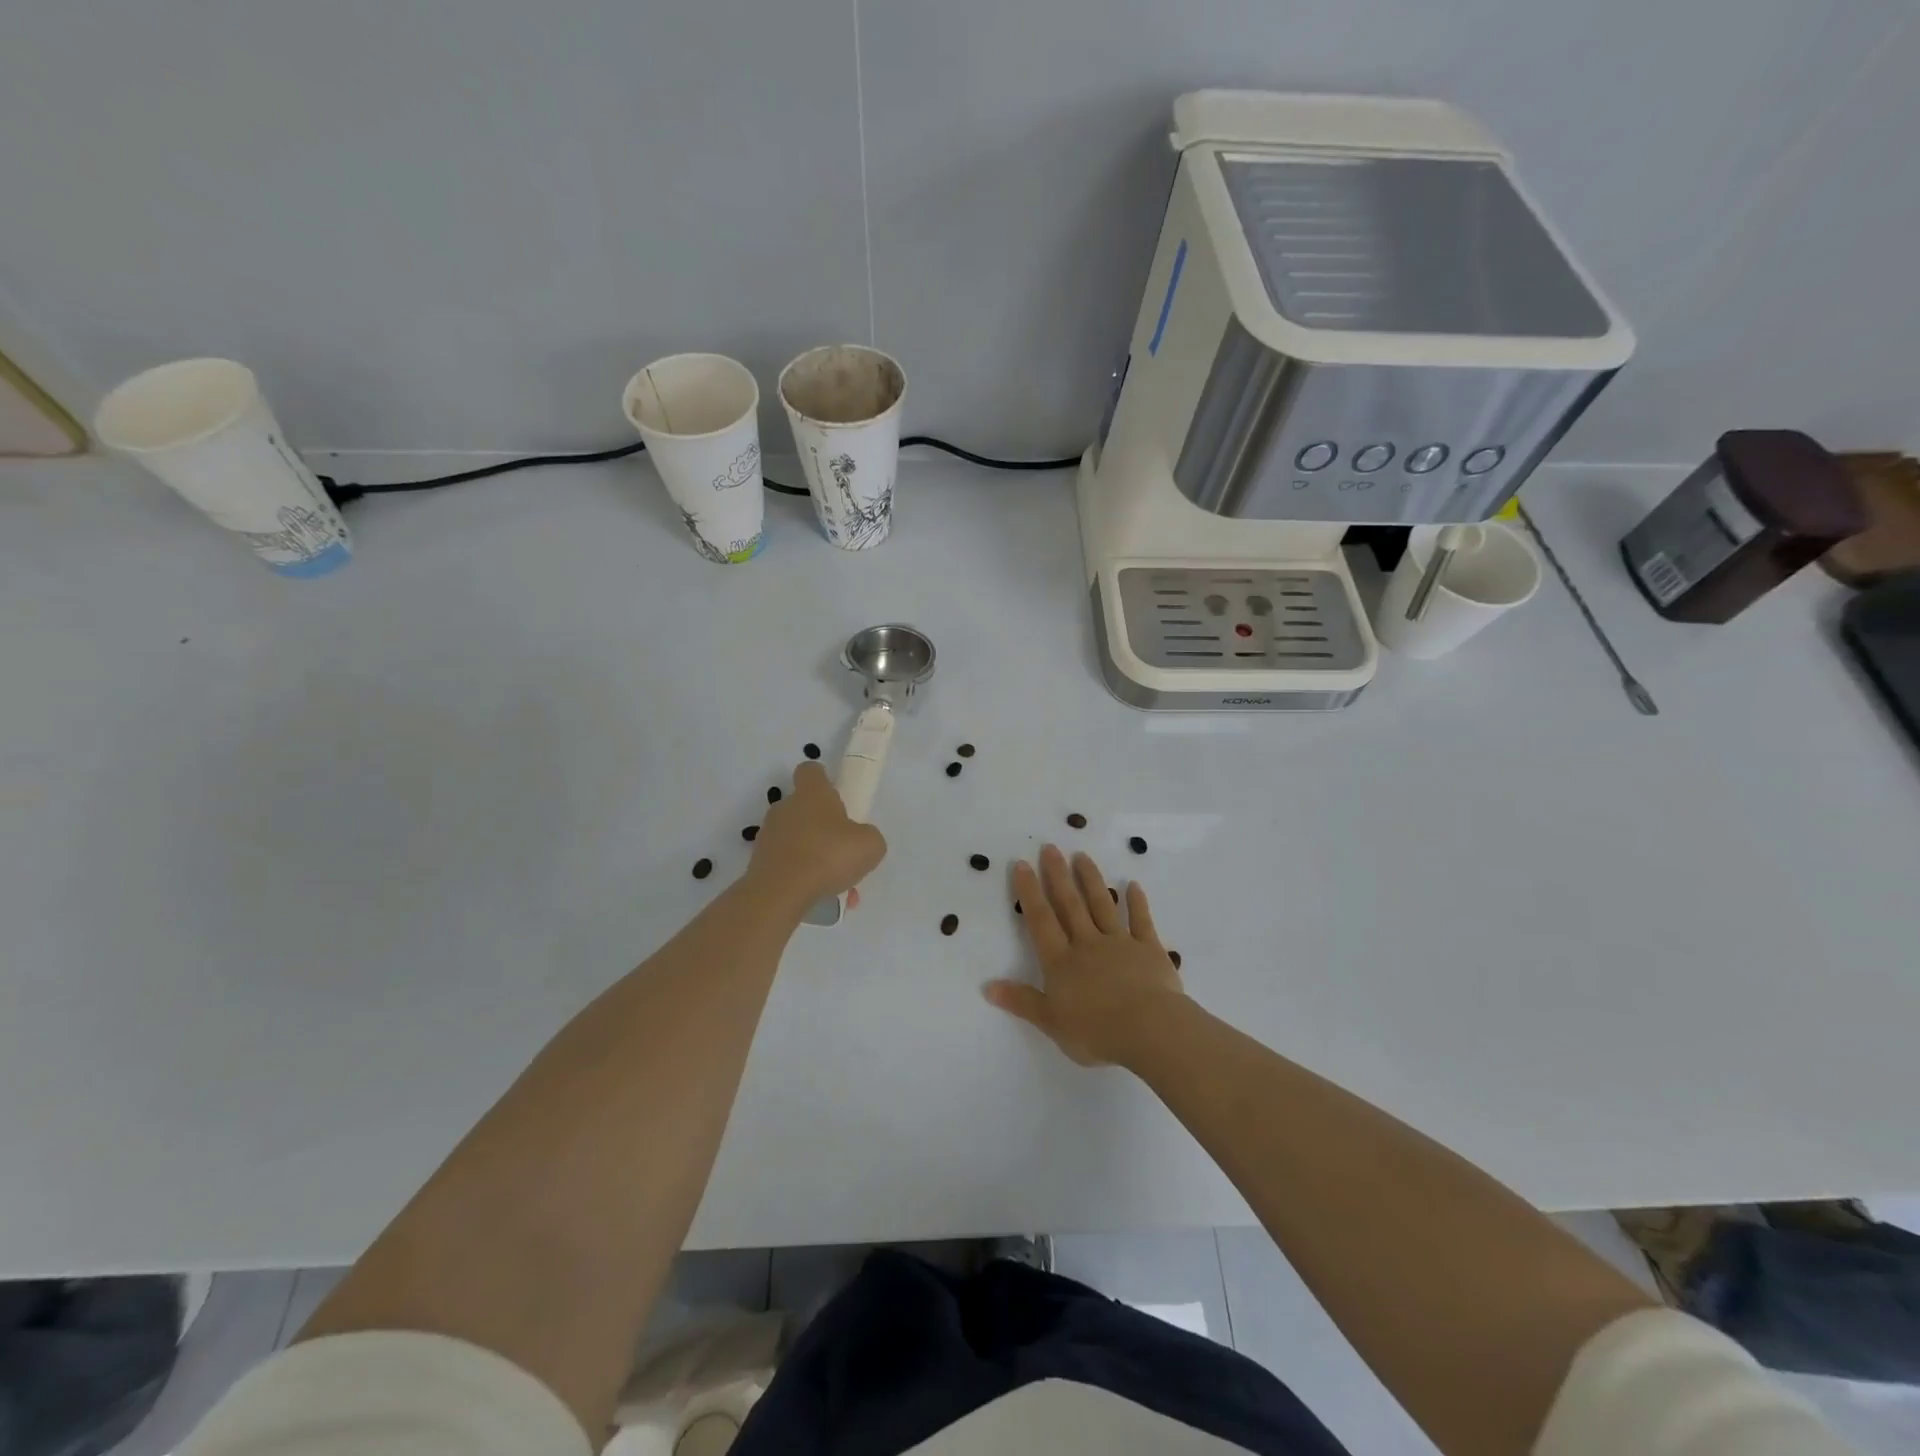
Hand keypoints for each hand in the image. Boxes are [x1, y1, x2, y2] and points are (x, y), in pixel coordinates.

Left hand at [747, 761, 886, 911]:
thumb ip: (868, 836)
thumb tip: (859, 839)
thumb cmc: (829, 856)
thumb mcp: (870, 845)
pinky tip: (820, 896)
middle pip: (803, 806)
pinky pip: (787, 863)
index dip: (823, 779)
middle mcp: (785, 807)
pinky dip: (802, 876)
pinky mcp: (759, 861)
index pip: (810, 770)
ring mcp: (769, 835)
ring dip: (814, 854)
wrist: (780, 892)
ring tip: (835, 883)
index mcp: (812, 794)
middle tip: (842, 848)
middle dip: (822, 825)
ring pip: (796, 838)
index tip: (836, 795)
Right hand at [984, 845, 1185, 1066]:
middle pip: (1070, 905)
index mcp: (1061, 962)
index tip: (1022, 864)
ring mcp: (1120, 943)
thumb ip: (1022, 1002)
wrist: (1149, 1029)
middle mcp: (1087, 944)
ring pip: (1102, 905)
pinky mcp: (1149, 949)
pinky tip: (1132, 885)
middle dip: (1058, 875)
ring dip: (1091, 880)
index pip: (1041, 920)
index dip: (1030, 892)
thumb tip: (987, 986)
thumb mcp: (1052, 1023)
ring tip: (1082, 856)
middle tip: (1050, 847)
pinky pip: (1141, 921)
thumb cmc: (1096, 1032)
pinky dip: (1136, 902)